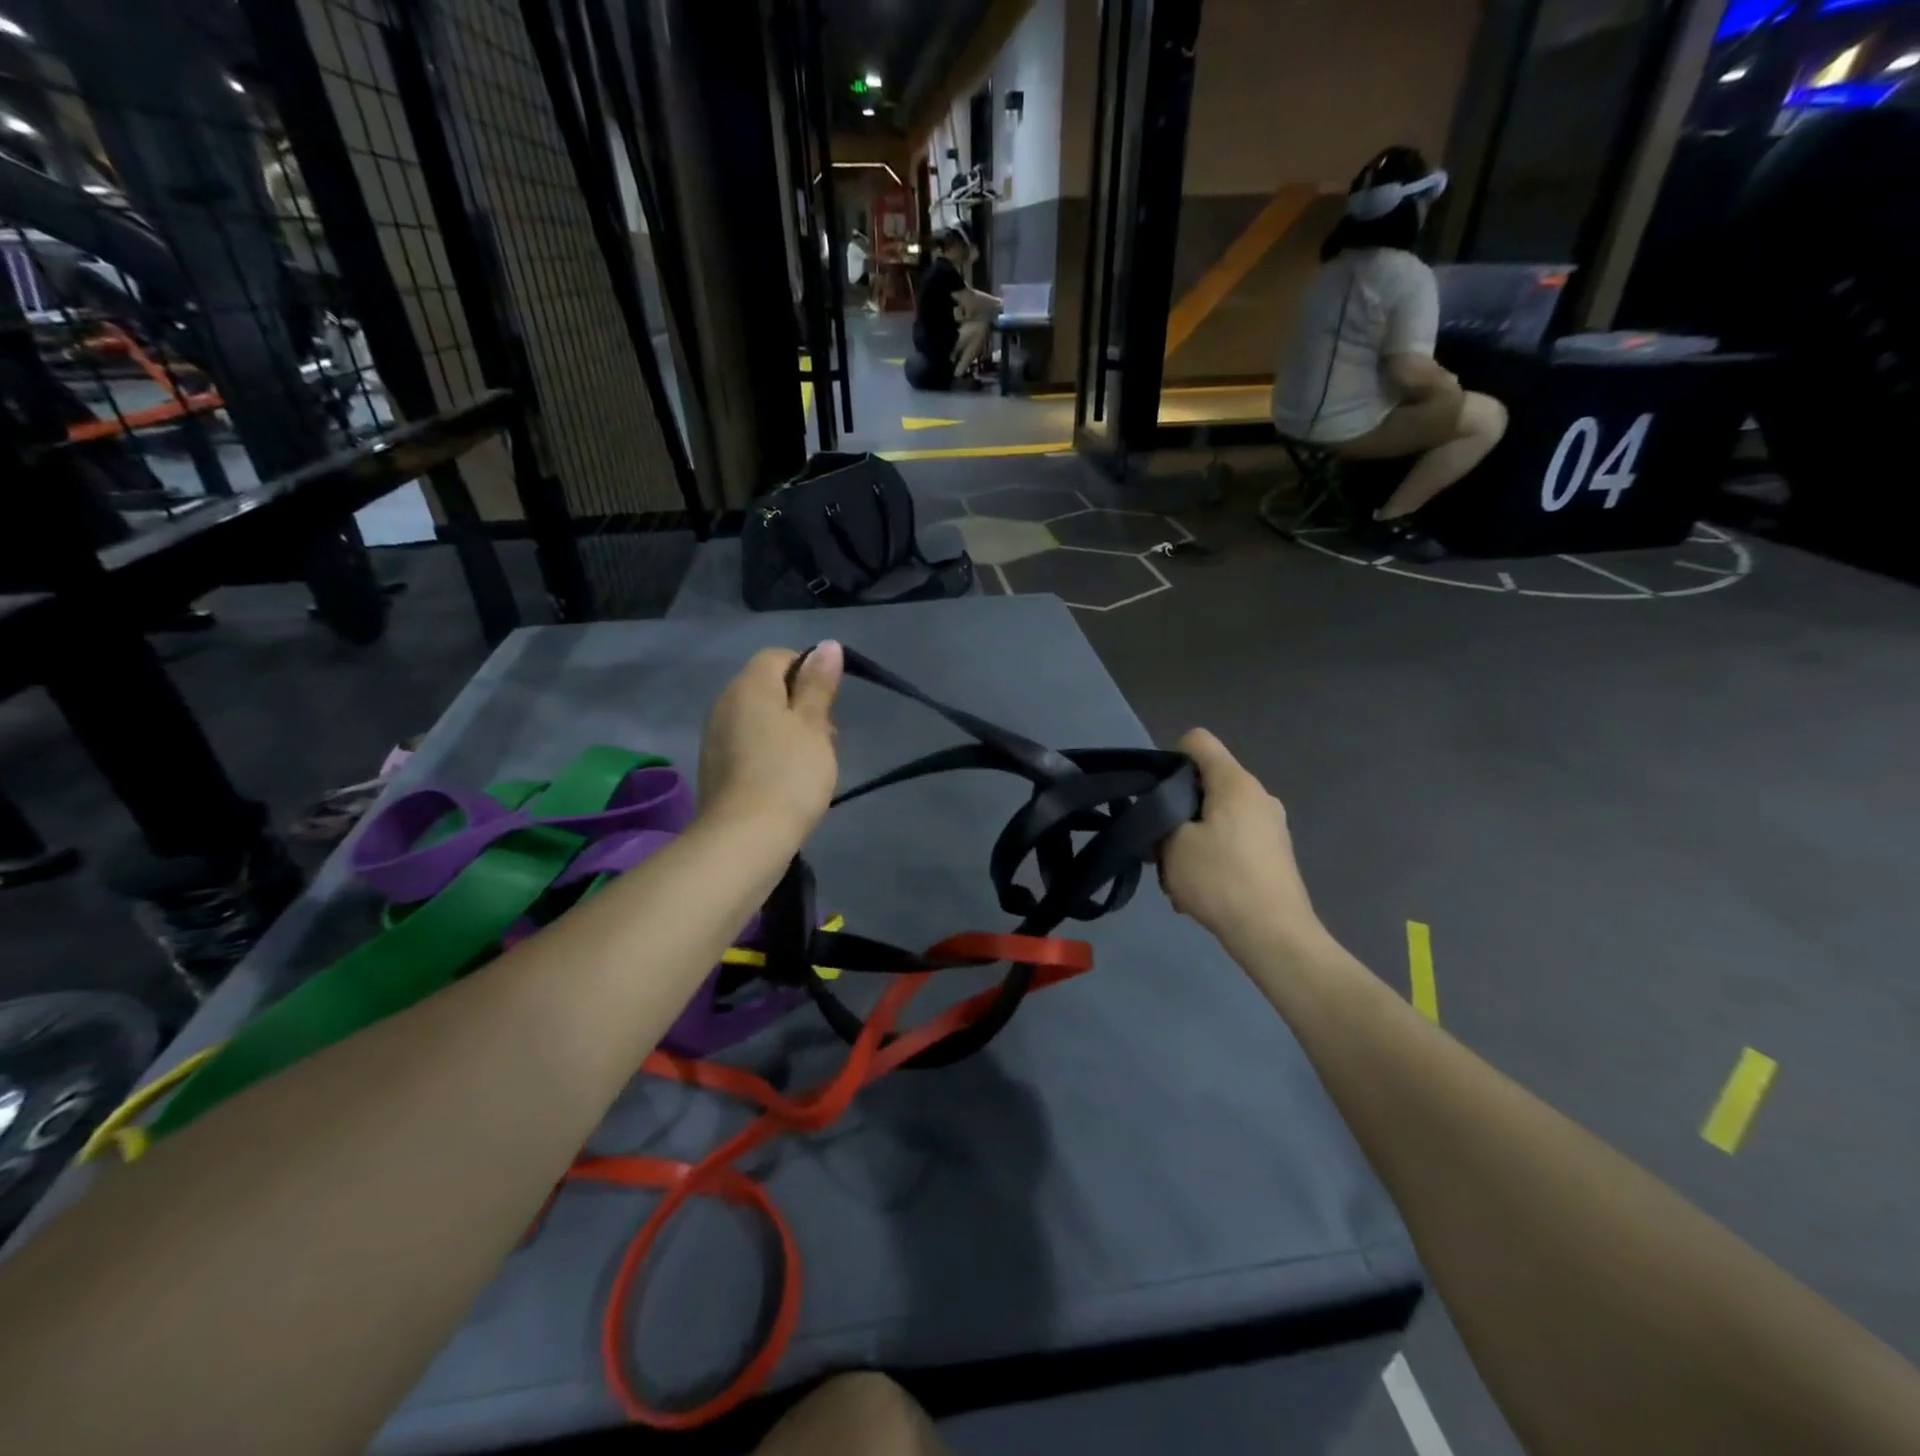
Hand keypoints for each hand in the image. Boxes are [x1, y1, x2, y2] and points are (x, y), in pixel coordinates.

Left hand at [697, 642, 842, 840]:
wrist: (744, 839)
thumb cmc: (789, 775)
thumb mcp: (814, 726)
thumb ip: (818, 685)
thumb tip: (826, 645)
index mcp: (749, 686)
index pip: (778, 656)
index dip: (809, 671)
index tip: (829, 704)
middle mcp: (725, 703)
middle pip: (767, 687)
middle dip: (800, 704)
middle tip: (827, 737)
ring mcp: (715, 736)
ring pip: (759, 717)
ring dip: (787, 730)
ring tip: (811, 762)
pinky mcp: (715, 766)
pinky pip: (747, 743)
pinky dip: (769, 751)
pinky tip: (786, 779)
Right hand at [1160, 729, 1320, 950]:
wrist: (1275, 936)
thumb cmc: (1221, 880)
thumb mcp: (1172, 845)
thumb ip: (1161, 815)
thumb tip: (1166, 812)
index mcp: (1235, 782)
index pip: (1197, 741)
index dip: (1169, 758)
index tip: (1156, 795)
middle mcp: (1258, 795)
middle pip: (1206, 783)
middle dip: (1178, 809)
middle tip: (1162, 845)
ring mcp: (1270, 825)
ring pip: (1216, 817)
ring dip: (1192, 840)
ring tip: (1180, 877)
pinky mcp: (1274, 853)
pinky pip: (1232, 841)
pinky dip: (1213, 857)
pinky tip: (1202, 891)